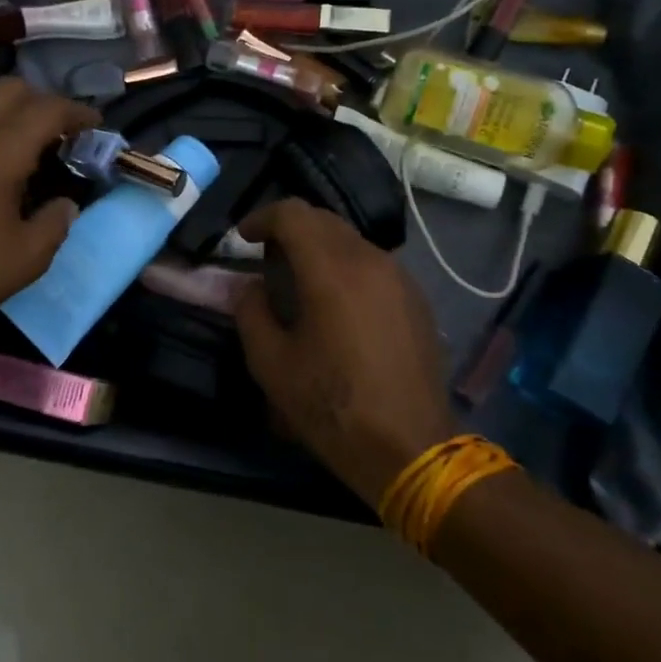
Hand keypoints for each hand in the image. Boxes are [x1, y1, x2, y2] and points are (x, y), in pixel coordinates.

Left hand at [0, 78, 98, 358]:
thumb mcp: (27, 259)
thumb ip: (56, 222)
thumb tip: (64, 204)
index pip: (47, 109)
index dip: (77, 113)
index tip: (94, 126)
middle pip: (10, 88)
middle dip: (41, 102)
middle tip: (57, 135)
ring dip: (6, 118)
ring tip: (19, 157)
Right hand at [233, 199, 458, 505]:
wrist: (412, 447)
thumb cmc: (333, 406)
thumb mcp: (272, 365)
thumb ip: (251, 312)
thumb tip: (248, 285)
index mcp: (331, 270)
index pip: (293, 214)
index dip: (262, 217)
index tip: (244, 238)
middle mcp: (370, 260)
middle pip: (324, 220)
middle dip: (290, 229)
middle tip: (267, 257)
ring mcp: (400, 277)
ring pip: (351, 240)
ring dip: (320, 247)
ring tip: (300, 280)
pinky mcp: (417, 298)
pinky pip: (374, 264)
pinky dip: (347, 266)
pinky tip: (338, 303)